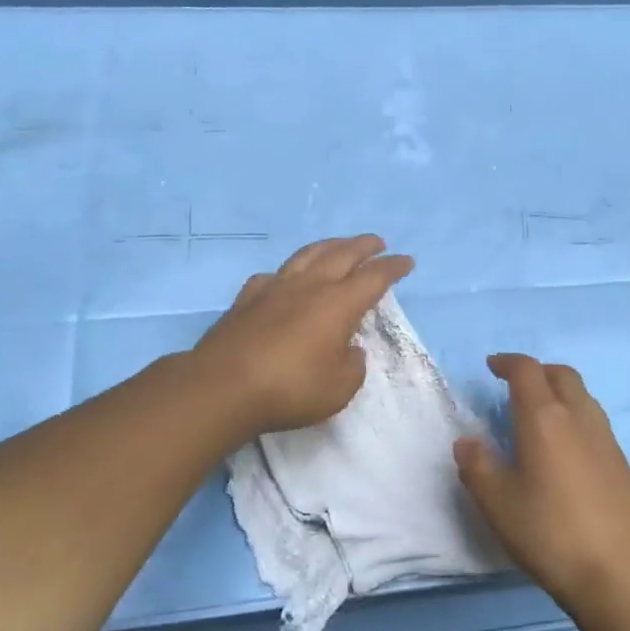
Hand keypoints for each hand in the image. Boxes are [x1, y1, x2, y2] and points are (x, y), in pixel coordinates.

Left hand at [190, 235, 413, 437]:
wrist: (223, 386)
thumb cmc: (290, 388)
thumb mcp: (339, 388)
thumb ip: (352, 364)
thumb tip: (348, 349)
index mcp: (338, 304)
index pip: (373, 278)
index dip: (392, 268)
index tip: (406, 261)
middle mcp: (309, 286)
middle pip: (342, 254)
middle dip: (363, 246)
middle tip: (377, 242)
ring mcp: (275, 288)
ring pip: (307, 255)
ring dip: (329, 246)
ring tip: (339, 245)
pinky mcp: (247, 299)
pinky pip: (273, 275)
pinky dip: (288, 272)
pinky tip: (285, 278)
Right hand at [455, 354, 629, 611]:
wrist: (620, 574)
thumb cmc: (550, 533)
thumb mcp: (498, 503)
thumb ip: (477, 466)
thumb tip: (467, 441)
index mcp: (544, 418)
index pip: (526, 370)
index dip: (507, 362)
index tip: (492, 366)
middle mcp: (578, 417)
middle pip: (560, 374)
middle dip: (536, 371)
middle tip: (514, 387)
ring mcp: (605, 438)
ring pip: (581, 395)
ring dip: (558, 391)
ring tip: (538, 415)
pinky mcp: (621, 462)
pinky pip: (593, 419)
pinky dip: (574, 416)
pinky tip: (564, 449)